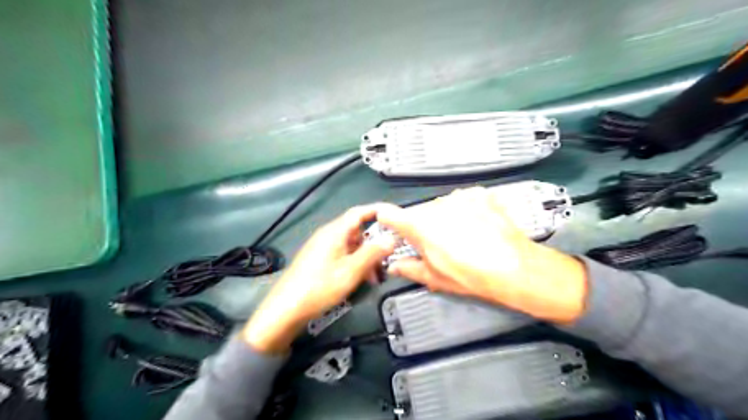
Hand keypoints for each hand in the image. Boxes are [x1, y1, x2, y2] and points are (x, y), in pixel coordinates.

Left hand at [246, 206, 397, 352]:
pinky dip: (354, 263)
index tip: (395, 217)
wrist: (286, 309)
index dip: (378, 211)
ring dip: (365, 256)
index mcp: (335, 232)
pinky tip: (359, 279)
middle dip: (374, 243)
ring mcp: (322, 247)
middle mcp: (328, 235)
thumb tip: (391, 238)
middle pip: (357, 230)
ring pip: (351, 245)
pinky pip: (342, 255)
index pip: (359, 212)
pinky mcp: (318, 260)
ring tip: (373, 277)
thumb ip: (372, 253)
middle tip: (386, 260)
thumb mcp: (351, 271)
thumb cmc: (319, 287)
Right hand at [380, 188, 590, 324]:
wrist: (514, 267)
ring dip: (447, 217)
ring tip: (464, 237)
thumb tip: (395, 266)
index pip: (388, 214)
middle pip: (420, 212)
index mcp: (419, 226)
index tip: (390, 226)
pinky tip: (478, 226)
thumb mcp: (435, 277)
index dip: (386, 220)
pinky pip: (464, 200)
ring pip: (442, 206)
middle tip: (440, 244)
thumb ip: (409, 268)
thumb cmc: (472, 275)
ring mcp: (459, 198)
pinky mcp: (479, 195)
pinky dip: (467, 210)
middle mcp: (436, 206)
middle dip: (425, 226)